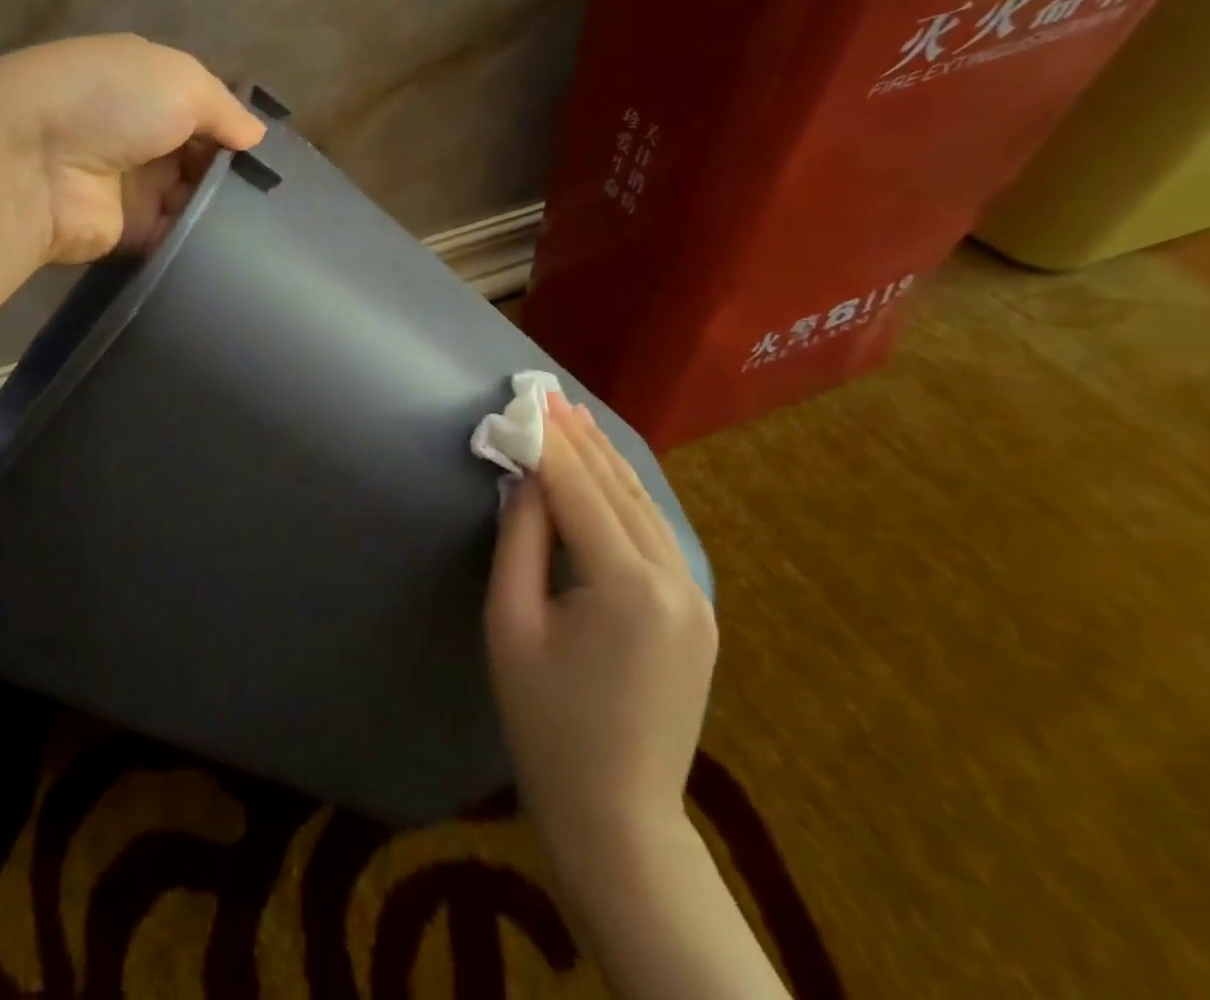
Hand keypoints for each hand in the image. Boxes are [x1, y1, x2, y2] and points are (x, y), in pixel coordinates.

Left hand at [0, 35, 265, 263]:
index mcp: (148, 89)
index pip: (204, 111)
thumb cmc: (112, 101)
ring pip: (193, 200)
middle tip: (275, 196)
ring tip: (266, 223)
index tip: (269, 155)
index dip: (235, 130)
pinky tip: (237, 247)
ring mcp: (134, 186)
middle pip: (201, 158)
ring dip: (221, 209)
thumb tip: (256, 136)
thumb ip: (225, 107)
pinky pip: (176, 237)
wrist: (34, 161)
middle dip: (233, 174)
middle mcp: (141, 136)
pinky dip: (201, 242)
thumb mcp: (181, 80)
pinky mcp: (129, 232)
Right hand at [485, 394, 716, 851]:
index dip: (550, 443)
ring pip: (645, 508)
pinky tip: (609, 475)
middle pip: (618, 490)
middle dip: (581, 441)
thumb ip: (520, 541)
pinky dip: (628, 497)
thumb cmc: (545, 722)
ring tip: (578, 419)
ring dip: (608, 462)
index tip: (526, 401)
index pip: (579, 491)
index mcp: (627, 586)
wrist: (618, 814)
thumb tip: (527, 480)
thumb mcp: (512, 625)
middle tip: (549, 394)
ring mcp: (695, 598)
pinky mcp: (697, 614)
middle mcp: (675, 580)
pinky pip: (658, 536)